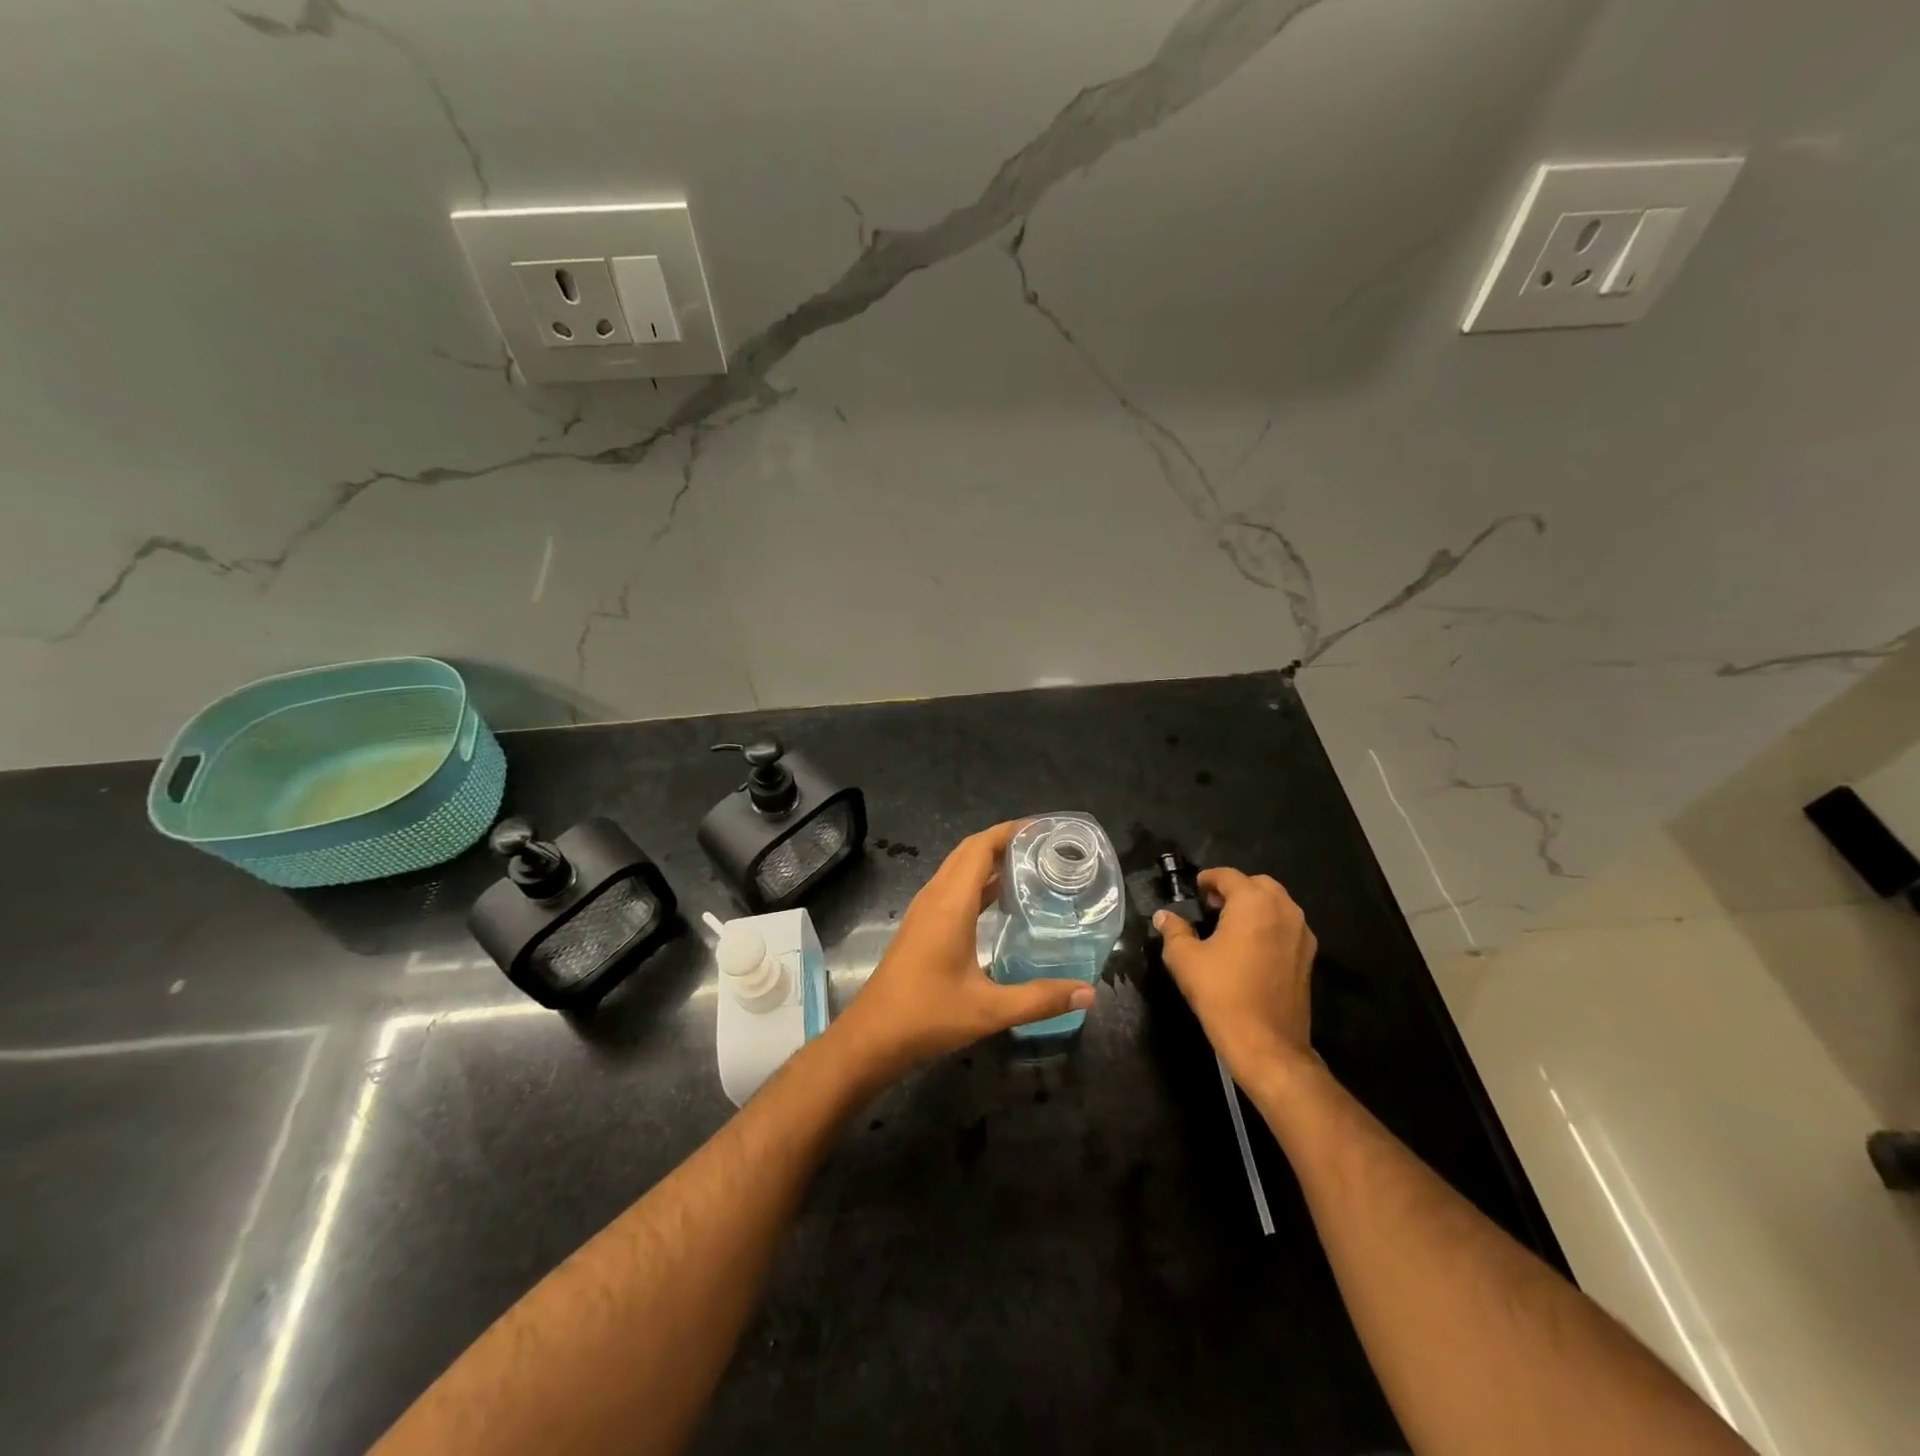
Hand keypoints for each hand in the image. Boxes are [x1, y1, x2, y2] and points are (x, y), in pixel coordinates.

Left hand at [831, 822, 1096, 1083]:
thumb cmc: (927, 1016)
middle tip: (1045, 847)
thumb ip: (1040, 999)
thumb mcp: (989, 1010)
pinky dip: (976, 883)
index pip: (979, 848)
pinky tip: (1000, 902)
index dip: (1009, 831)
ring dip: (989, 861)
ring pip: (957, 869)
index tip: (1043, 829)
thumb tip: (1089, 993)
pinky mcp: (920, 926)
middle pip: (969, 852)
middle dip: (1004, 841)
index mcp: (950, 904)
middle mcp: (935, 898)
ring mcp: (924, 911)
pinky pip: (951, 888)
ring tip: (1029, 867)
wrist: (871, 1037)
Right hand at [1154, 868, 1317, 1085]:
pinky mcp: (1308, 957)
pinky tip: (1250, 947)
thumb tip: (1163, 916)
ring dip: (1254, 906)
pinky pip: (1287, 926)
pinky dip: (1269, 925)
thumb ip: (1174, 931)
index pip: (1229, 876)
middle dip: (1235, 889)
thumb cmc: (1222, 993)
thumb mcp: (1185, 959)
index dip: (1208, 879)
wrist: (1267, 1043)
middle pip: (1258, 884)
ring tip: (1230, 926)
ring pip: (1277, 904)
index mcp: (1253, 903)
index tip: (1195, 890)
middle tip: (1212, 906)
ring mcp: (1301, 933)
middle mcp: (1283, 910)